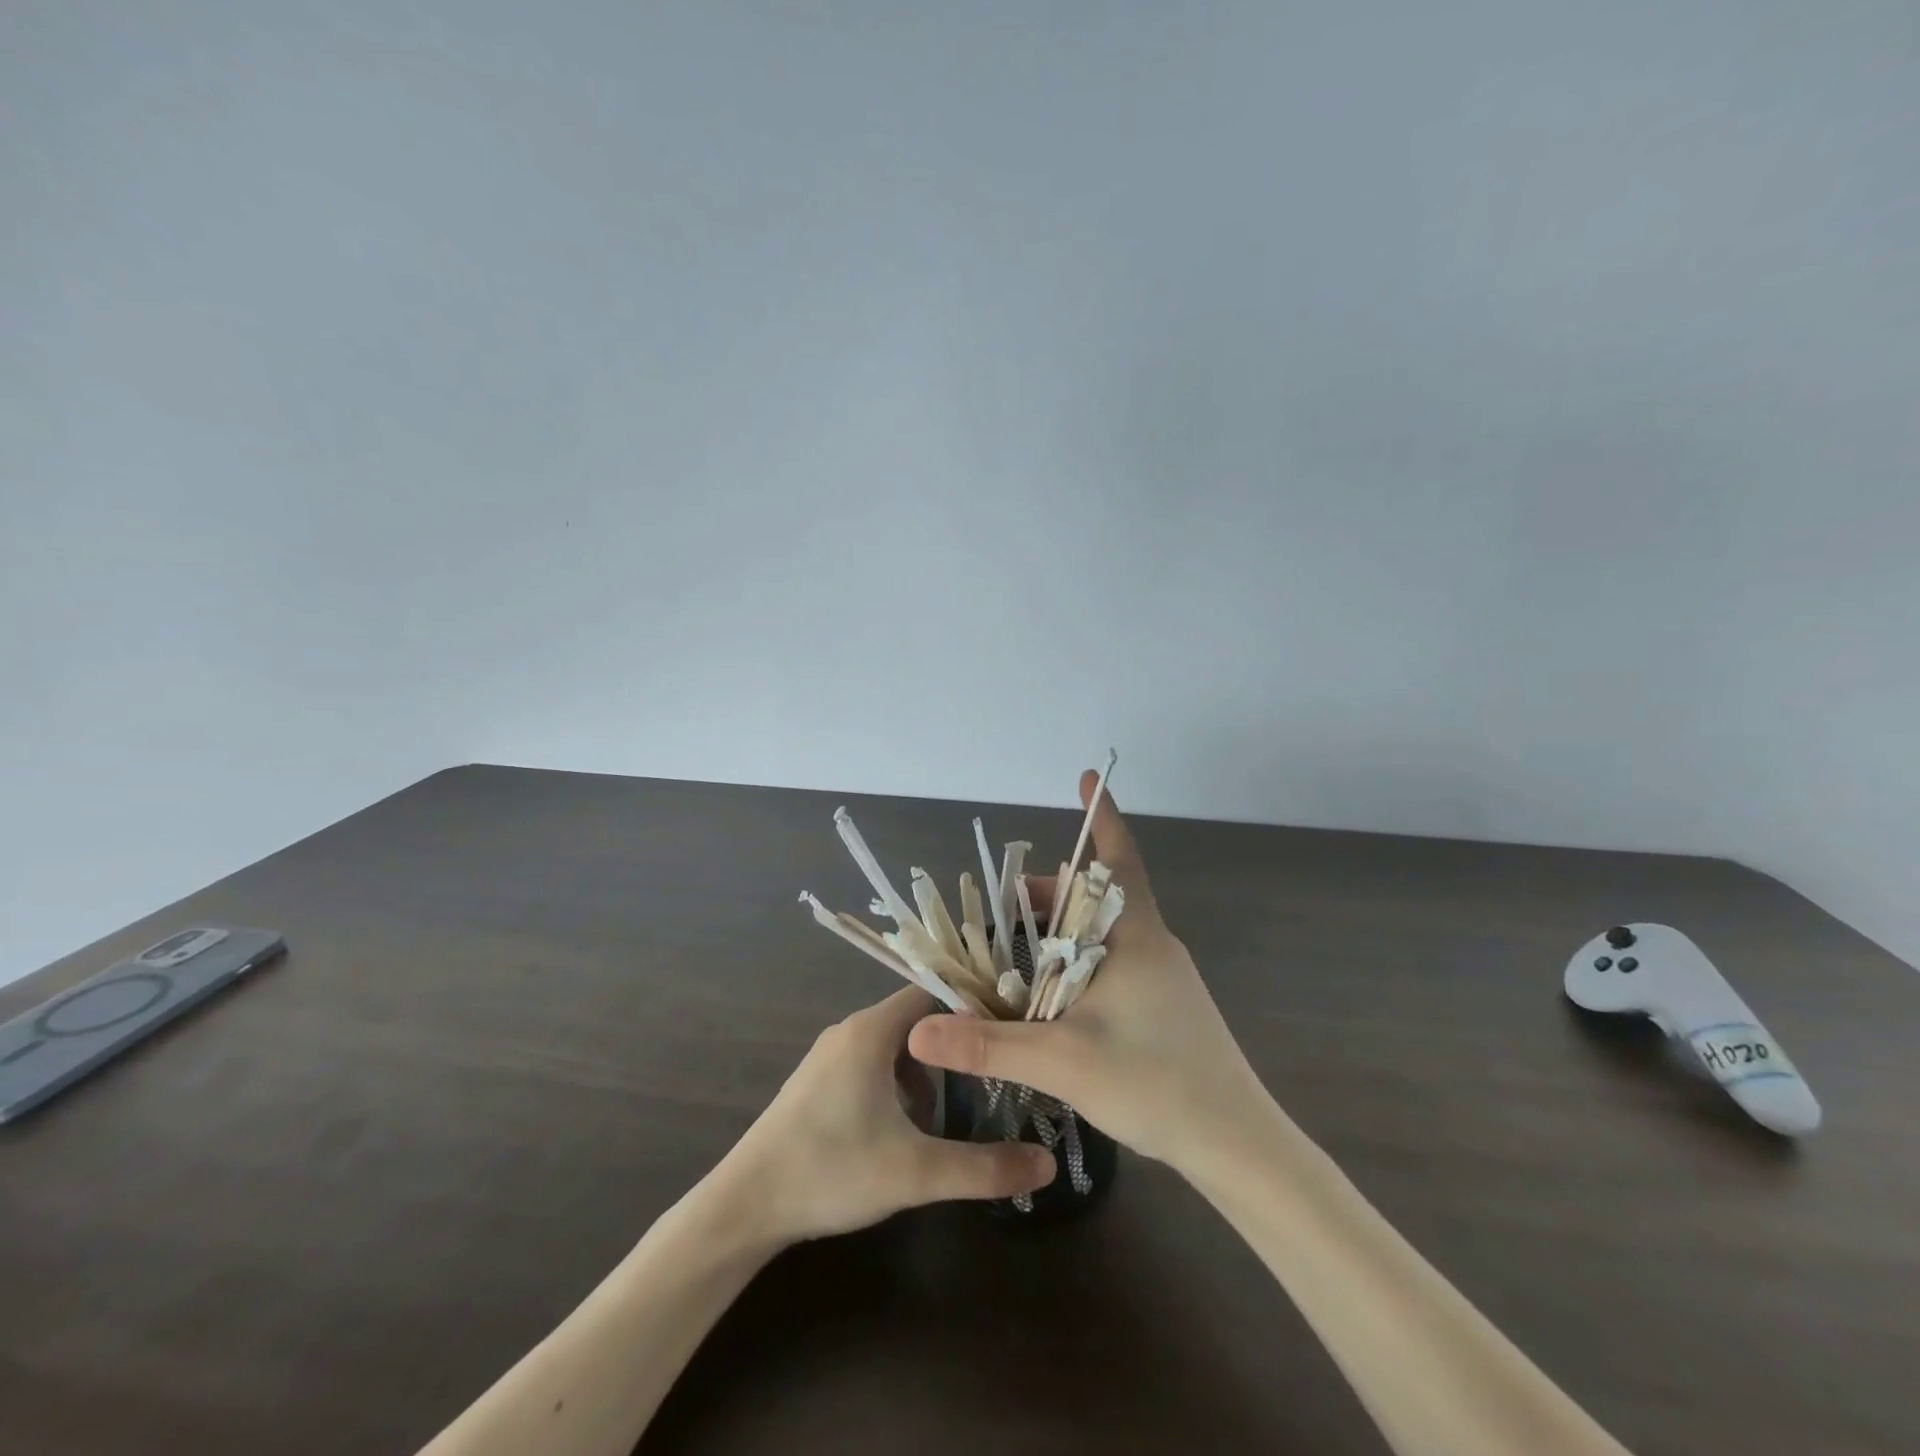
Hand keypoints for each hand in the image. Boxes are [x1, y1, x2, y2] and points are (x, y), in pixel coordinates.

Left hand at [716, 987, 1056, 1245]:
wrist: (744, 1206)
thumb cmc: (831, 1171)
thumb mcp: (916, 1172)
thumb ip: (985, 1168)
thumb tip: (1048, 1164)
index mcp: (871, 1030)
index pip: (933, 992)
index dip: (971, 1007)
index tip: (1006, 1032)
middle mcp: (849, 1030)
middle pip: (916, 1021)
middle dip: (951, 1049)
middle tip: (987, 1081)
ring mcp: (829, 1055)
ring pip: (893, 1046)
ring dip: (923, 1073)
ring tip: (946, 1116)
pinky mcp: (817, 1082)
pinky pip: (870, 1064)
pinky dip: (896, 1084)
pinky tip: (901, 1131)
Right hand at [908, 770, 1267, 1168]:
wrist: (1236, 1144)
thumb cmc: (1156, 1083)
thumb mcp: (1062, 1061)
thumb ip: (988, 1045)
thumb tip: (919, 1032)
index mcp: (1136, 936)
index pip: (1118, 858)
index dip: (1101, 816)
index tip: (1087, 778)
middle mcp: (1152, 943)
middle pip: (1096, 896)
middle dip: (1049, 892)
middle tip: (1004, 905)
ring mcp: (1163, 975)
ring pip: (1103, 932)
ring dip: (1061, 928)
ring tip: (1017, 946)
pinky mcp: (1165, 1004)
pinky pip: (1113, 961)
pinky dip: (1077, 958)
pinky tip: (1054, 992)